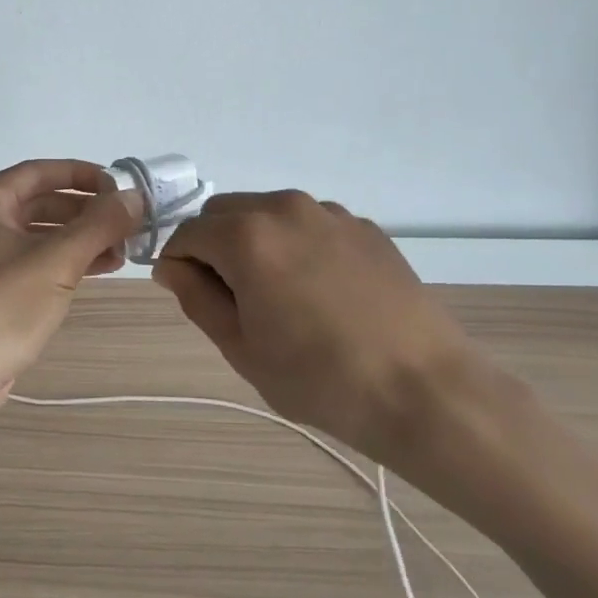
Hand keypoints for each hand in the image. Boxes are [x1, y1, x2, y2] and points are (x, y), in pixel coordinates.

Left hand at [0, 160, 138, 404]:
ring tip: (122, 251)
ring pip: (39, 234)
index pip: (40, 171)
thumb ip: (98, 225)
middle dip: (86, 212)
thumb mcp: (55, 262)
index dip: (84, 175)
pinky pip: (32, 260)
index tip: (122, 188)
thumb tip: (135, 197)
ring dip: (80, 239)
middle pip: (41, 202)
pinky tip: (98, 270)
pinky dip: (64, 261)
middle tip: (128, 224)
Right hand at [153, 191, 492, 481]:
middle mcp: (284, 207)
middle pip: (224, 212)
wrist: (425, 390)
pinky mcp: (364, 226)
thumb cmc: (320, 378)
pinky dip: (296, 244)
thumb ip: (196, 297)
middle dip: (213, 245)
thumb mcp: (241, 348)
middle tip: (232, 298)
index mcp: (246, 235)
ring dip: (255, 241)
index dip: (178, 264)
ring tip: (280, 295)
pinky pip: (309, 224)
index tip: (190, 297)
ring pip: (267, 213)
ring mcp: (329, 213)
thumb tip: (172, 266)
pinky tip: (321, 291)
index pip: (187, 234)